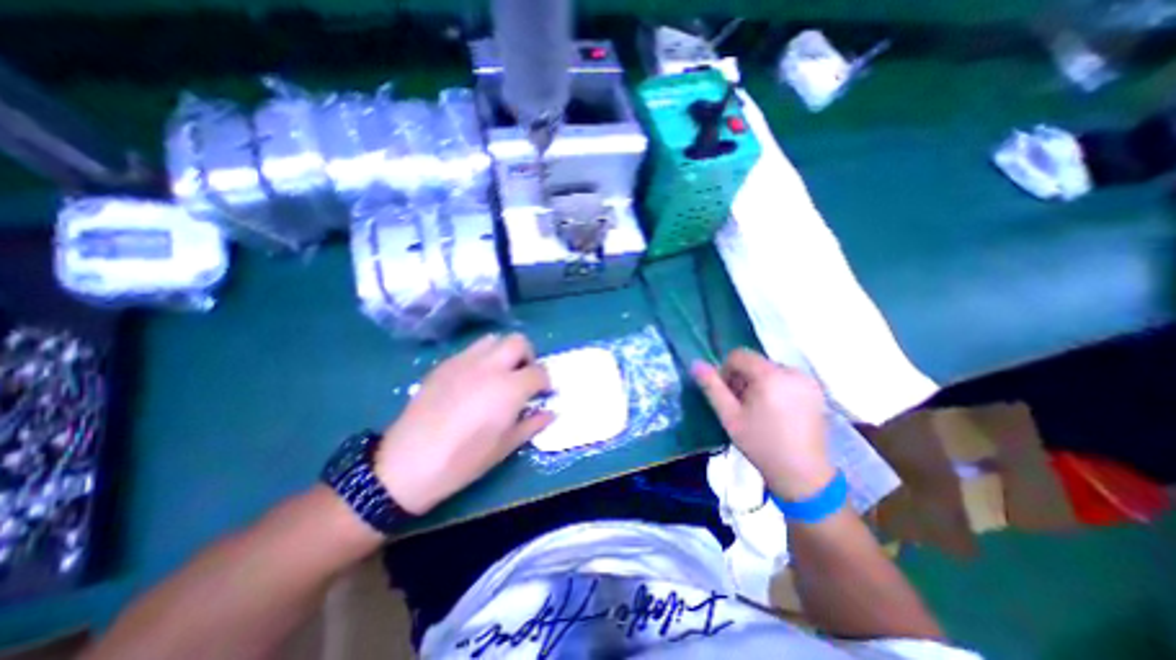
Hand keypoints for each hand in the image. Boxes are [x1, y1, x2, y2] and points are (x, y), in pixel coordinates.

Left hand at [382, 335, 557, 514]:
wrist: (407, 463)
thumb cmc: (464, 459)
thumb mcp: (505, 446)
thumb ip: (532, 424)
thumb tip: (551, 412)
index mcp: (509, 387)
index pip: (539, 371)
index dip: (546, 382)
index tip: (543, 393)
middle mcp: (490, 366)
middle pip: (518, 342)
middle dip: (528, 357)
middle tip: (523, 377)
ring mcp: (464, 361)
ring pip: (493, 339)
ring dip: (504, 352)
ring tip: (499, 375)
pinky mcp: (444, 364)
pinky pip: (470, 350)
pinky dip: (481, 358)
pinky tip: (473, 381)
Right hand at [690, 352, 831, 500]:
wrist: (803, 475)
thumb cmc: (761, 444)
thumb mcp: (729, 416)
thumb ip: (712, 387)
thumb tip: (696, 364)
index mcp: (770, 375)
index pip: (739, 355)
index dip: (727, 371)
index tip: (728, 395)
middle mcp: (792, 372)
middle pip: (756, 363)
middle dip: (743, 379)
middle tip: (742, 406)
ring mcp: (807, 381)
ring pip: (771, 370)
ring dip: (759, 383)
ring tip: (759, 411)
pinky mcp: (816, 392)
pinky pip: (786, 379)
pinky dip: (775, 388)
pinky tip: (776, 412)